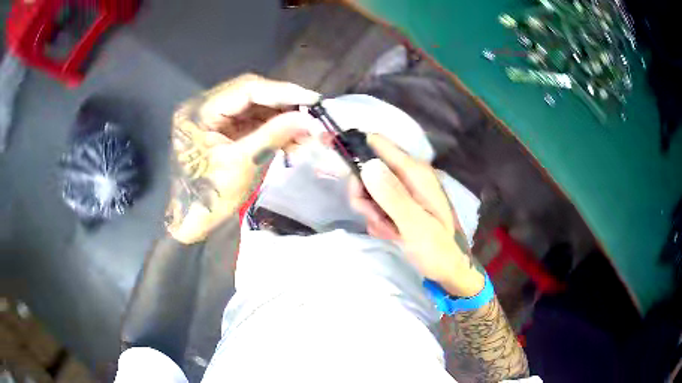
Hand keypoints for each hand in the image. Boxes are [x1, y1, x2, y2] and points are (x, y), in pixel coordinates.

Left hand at [166, 74, 319, 243]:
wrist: (193, 220)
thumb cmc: (210, 197)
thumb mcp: (242, 164)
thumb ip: (274, 135)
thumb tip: (310, 119)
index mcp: (200, 111)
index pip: (246, 89)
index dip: (283, 92)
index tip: (313, 99)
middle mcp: (205, 106)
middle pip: (252, 93)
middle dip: (284, 104)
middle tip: (313, 116)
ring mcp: (214, 116)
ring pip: (256, 106)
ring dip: (282, 118)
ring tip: (305, 134)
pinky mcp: (224, 128)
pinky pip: (253, 120)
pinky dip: (274, 128)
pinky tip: (292, 140)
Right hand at [349, 135, 484, 296]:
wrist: (451, 269)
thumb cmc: (438, 249)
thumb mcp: (415, 225)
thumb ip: (392, 196)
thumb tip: (367, 164)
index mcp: (415, 172)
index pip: (378, 143)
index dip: (354, 148)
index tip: (335, 162)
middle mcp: (409, 175)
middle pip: (368, 169)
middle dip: (364, 195)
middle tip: (374, 217)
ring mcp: (405, 190)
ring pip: (370, 190)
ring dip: (372, 212)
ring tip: (389, 231)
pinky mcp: (401, 204)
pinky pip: (377, 205)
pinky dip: (379, 221)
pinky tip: (392, 235)